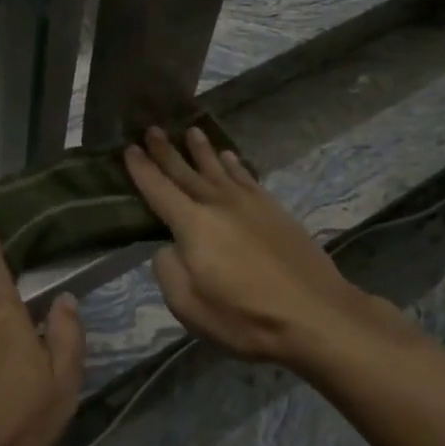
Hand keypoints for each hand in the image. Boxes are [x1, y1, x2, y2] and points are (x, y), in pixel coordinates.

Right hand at [123, 127, 415, 367]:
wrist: (316, 315)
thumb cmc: (245, 317)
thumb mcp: (188, 306)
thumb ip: (168, 270)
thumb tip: (168, 248)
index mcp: (193, 225)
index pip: (159, 190)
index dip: (142, 169)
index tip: (128, 148)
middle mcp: (218, 204)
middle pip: (186, 171)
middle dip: (166, 150)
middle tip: (152, 128)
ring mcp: (250, 204)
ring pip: (218, 168)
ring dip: (202, 150)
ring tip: (190, 131)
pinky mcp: (274, 210)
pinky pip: (247, 178)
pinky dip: (235, 165)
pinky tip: (230, 157)